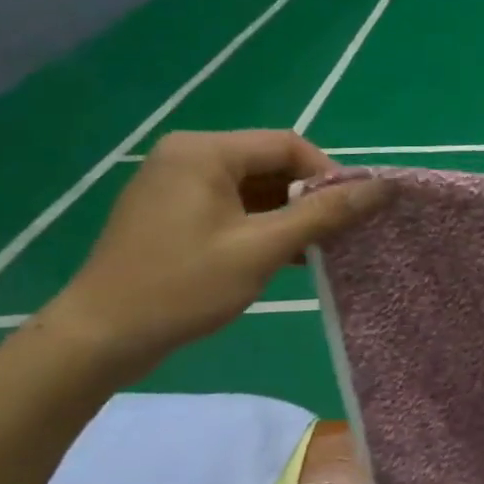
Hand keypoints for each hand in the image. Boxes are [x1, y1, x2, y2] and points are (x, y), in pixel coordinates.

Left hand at [40, 130, 390, 379]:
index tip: (350, 213)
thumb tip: (384, 187)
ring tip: (312, 248)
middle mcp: (188, 155)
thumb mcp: (263, 249)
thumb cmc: (183, 286)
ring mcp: (175, 182)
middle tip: (334, 234)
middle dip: (308, 197)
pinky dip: (262, 223)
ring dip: (288, 213)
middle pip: (271, 163)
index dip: (328, 175)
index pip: (288, 145)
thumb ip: (325, 213)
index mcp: (205, 152)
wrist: (100, 338)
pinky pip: (232, 203)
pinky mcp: (171, 210)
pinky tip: (282, 255)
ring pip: (254, 186)